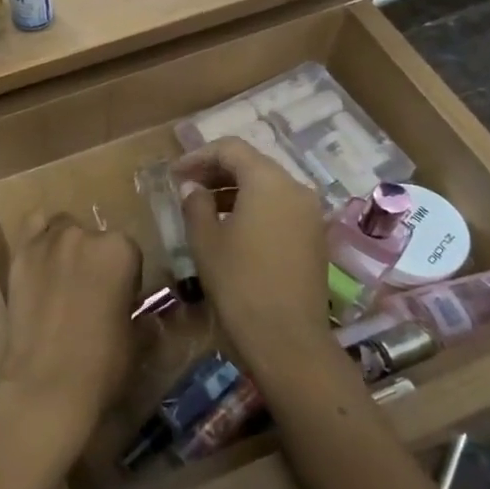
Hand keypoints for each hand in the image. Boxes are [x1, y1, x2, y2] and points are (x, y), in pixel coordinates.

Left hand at [0, 213, 141, 447]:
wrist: (46, 384)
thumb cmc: (103, 364)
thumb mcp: (137, 340)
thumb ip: (142, 316)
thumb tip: (144, 316)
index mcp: (121, 250)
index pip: (129, 251)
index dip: (126, 277)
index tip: (120, 299)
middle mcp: (85, 235)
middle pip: (95, 237)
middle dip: (96, 260)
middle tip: (91, 293)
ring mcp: (48, 241)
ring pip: (63, 229)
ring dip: (68, 247)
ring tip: (63, 279)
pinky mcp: (19, 254)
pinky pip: (33, 228)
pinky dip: (39, 237)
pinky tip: (41, 261)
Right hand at [175, 139, 328, 369]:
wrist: (287, 340)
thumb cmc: (239, 283)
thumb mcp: (206, 240)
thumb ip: (196, 204)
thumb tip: (192, 187)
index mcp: (269, 181)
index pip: (231, 149)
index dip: (198, 156)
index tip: (174, 174)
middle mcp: (295, 189)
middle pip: (252, 164)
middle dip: (217, 171)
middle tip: (186, 187)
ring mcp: (310, 214)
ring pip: (268, 187)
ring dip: (234, 190)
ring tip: (203, 208)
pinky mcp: (315, 238)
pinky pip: (280, 208)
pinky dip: (254, 208)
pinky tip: (231, 228)